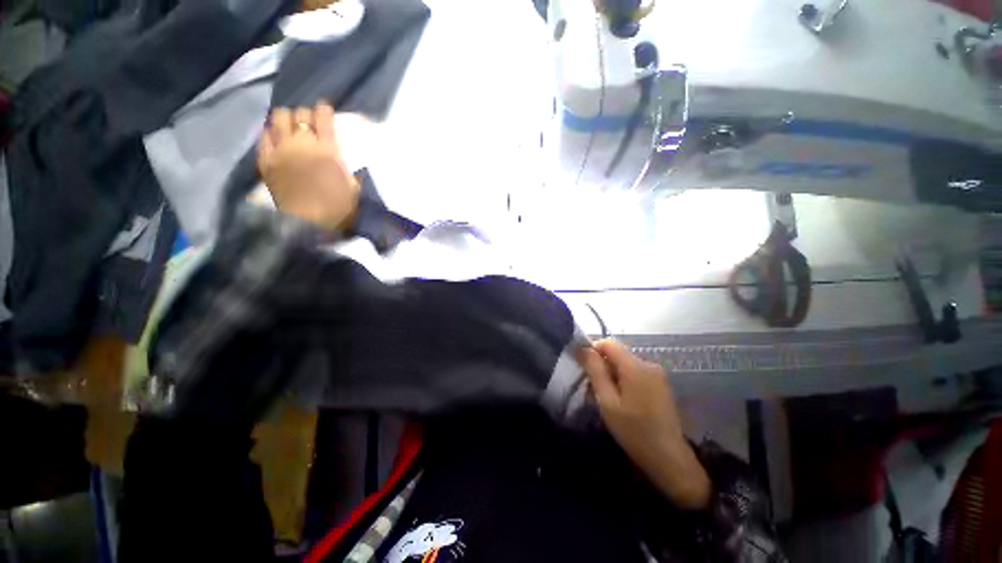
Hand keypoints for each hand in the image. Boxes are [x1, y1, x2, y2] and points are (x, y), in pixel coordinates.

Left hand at [257, 102, 359, 230]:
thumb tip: (348, 162)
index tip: (326, 109)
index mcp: (327, 150)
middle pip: (299, 113)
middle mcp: (302, 143)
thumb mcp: (354, 189)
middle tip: (310, 123)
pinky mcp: (266, 160)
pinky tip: (275, 136)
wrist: (307, 224)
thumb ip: (351, 170)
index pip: (323, 117)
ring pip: (278, 118)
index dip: (324, 109)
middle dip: (306, 114)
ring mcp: (281, 150)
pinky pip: (264, 136)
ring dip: (286, 118)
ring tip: (290, 126)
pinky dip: (270, 132)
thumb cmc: (337, 208)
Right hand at [577, 339, 711, 509]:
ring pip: (625, 364)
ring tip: (606, 399)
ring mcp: (657, 375)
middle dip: (602, 366)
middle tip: (593, 390)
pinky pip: (636, 374)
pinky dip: (624, 381)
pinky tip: (622, 402)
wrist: (670, 460)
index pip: (608, 343)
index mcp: (635, 366)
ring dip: (612, 375)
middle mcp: (648, 364)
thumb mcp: (607, 401)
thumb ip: (594, 370)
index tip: (584, 369)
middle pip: (617, 353)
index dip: (592, 350)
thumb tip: (581, 347)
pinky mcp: (661, 385)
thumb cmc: (634, 431)